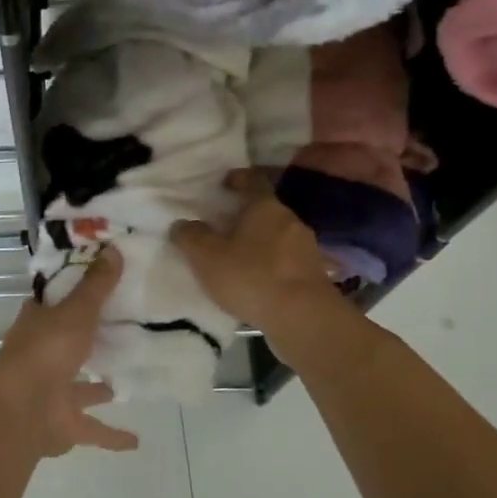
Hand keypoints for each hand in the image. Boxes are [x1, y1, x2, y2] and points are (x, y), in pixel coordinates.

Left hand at [0, 247, 137, 456]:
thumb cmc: (47, 350)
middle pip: (63, 345)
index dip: (66, 296)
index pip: (49, 304)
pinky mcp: (62, 424)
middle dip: (83, 343)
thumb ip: (96, 286)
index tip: (91, 288)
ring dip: (95, 388)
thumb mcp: (77, 311)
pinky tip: (135, 441)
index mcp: (36, 325)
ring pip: (76, 388)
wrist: (23, 409)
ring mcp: (49, 392)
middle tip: (115, 334)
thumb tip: (114, 249)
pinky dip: (111, 436)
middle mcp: (40, 356)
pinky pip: (91, 428)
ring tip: (121, 384)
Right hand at [170, 171, 342, 340]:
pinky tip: (258, 282)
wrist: (304, 318)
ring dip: (260, 243)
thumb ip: (191, 237)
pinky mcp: (314, 276)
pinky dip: (272, 266)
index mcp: (266, 207)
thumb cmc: (252, 277)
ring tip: (238, 258)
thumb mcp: (207, 257)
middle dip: (246, 216)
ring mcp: (307, 249)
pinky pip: (287, 262)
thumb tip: (182, 225)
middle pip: (266, 210)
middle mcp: (290, 221)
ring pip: (278, 237)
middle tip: (224, 226)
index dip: (238, 178)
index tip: (225, 183)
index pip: (253, 181)